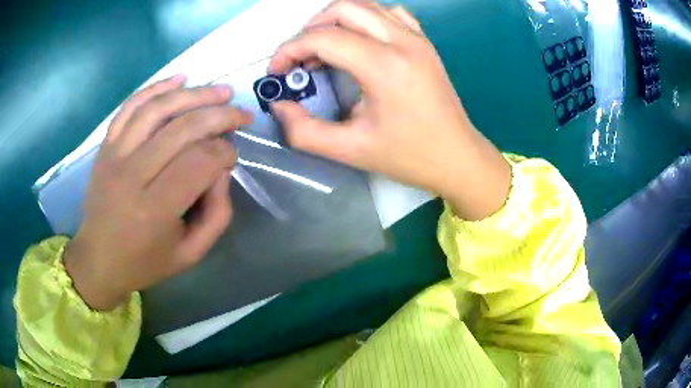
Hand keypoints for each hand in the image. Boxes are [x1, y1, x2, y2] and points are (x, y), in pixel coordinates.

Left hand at [64, 76, 253, 310]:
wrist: (98, 259)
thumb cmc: (145, 261)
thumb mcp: (191, 253)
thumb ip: (217, 213)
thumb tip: (222, 169)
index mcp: (154, 209)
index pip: (200, 163)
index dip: (225, 153)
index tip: (233, 157)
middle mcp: (132, 175)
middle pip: (182, 129)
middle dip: (220, 116)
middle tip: (241, 114)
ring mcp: (115, 155)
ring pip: (158, 109)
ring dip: (194, 94)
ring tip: (220, 91)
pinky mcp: (106, 146)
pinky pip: (131, 106)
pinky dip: (156, 88)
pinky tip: (180, 79)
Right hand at [269, 0, 509, 220]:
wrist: (457, 157)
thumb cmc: (409, 156)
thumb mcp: (350, 150)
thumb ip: (305, 132)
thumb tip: (280, 106)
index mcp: (383, 65)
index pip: (323, 37)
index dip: (290, 50)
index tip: (278, 71)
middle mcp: (402, 41)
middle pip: (343, 9)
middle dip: (311, 28)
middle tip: (300, 57)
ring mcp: (417, 38)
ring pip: (366, 5)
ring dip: (336, 19)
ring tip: (325, 47)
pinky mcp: (424, 43)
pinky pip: (390, 13)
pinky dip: (366, 18)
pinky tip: (360, 40)